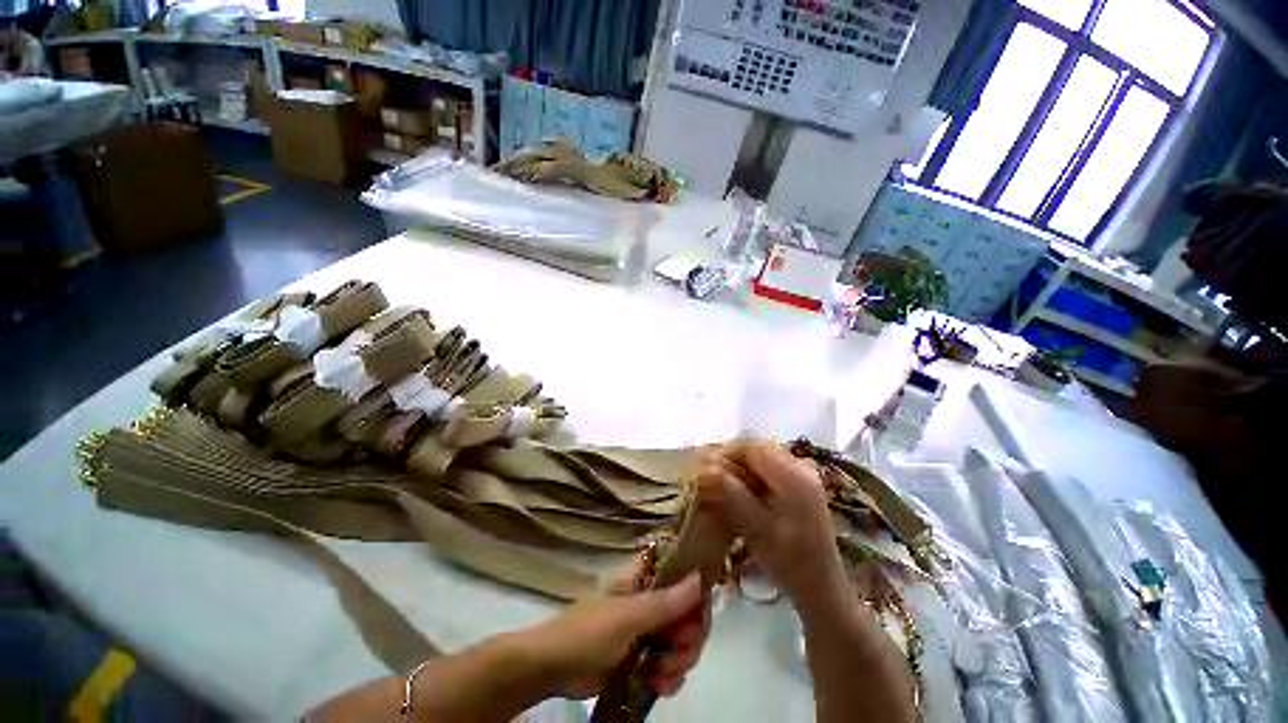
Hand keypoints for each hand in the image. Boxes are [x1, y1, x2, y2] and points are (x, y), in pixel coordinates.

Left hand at [519, 571, 709, 698]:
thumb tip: (700, 576)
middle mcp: (649, 599)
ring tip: (664, 676)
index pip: (680, 572)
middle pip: (686, 609)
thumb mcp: (627, 616)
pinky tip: (660, 686)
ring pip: (681, 639)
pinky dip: (670, 676)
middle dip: (689, 635)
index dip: (694, 587)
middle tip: (681, 654)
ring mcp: (646, 629)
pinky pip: (670, 663)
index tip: (700, 611)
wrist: (552, 669)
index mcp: (643, 578)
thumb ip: (665, 601)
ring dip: (680, 660)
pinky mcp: (643, 656)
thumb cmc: (587, 632)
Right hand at [697, 441, 847, 616]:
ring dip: (737, 467)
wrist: (822, 586)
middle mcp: (800, 467)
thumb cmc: (791, 562)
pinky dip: (748, 475)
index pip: (752, 448)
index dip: (724, 452)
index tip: (703, 467)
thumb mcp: (758, 529)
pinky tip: (737, 491)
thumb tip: (703, 470)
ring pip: (759, 459)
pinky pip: (766, 469)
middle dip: (729, 459)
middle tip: (706, 476)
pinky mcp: (798, 484)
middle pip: (755, 450)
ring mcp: (801, 475)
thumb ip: (731, 496)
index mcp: (794, 476)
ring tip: (717, 483)